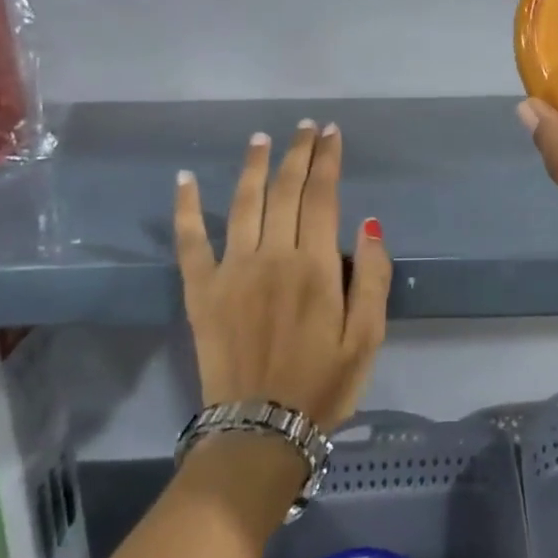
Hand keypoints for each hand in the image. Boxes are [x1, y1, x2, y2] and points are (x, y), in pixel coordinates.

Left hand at [174, 121, 392, 435]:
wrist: (260, 430)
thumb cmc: (324, 383)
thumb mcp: (369, 336)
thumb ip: (374, 277)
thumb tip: (369, 223)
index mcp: (316, 266)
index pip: (323, 197)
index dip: (328, 161)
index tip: (332, 134)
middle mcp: (272, 256)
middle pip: (286, 191)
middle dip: (298, 153)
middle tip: (305, 127)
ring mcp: (232, 271)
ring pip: (242, 204)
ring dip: (252, 167)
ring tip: (261, 139)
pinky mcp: (201, 291)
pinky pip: (190, 241)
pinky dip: (185, 208)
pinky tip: (183, 180)